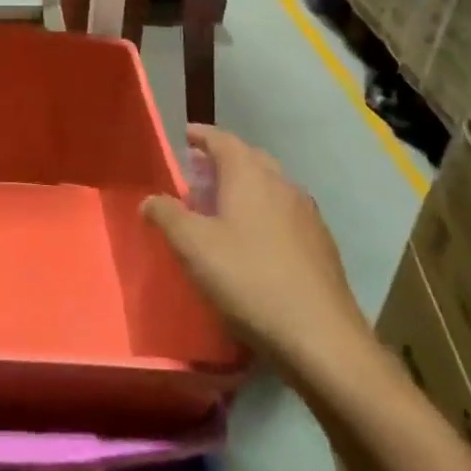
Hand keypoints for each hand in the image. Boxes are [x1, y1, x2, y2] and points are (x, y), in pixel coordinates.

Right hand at [142, 125, 374, 384]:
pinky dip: (261, 211)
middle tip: (196, 172)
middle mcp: (282, 185)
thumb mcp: (192, 246)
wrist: (320, 336)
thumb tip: (151, 200)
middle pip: (250, 159)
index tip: (186, 134)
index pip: (224, 140)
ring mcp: (306, 215)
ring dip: (243, 187)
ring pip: (269, 186)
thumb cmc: (248, 279)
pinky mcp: (319, 244)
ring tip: (219, 206)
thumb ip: (166, 216)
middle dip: (222, 160)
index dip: (202, 135)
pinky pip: (283, 212)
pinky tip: (251, 240)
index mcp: (250, 177)